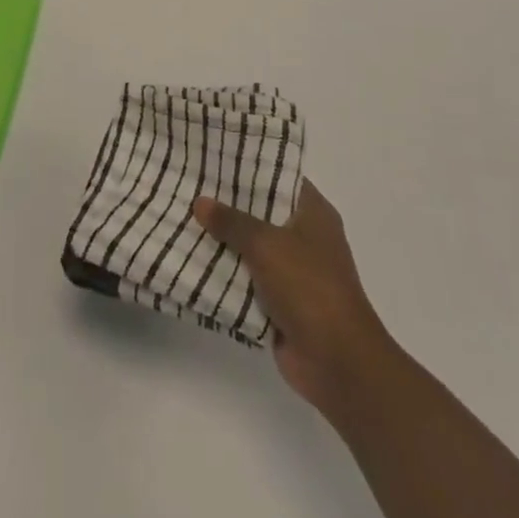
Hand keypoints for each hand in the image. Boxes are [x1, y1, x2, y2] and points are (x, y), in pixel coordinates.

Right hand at [194, 180, 389, 421]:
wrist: (337, 362)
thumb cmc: (309, 287)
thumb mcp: (266, 244)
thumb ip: (231, 221)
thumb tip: (200, 202)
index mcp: (313, 213)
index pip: (278, 176)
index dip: (249, 165)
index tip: (214, 155)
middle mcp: (305, 237)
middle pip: (260, 211)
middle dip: (227, 203)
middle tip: (188, 184)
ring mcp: (292, 271)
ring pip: (250, 246)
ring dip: (222, 240)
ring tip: (181, 217)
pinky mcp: (280, 302)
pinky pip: (246, 279)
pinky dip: (225, 273)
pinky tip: (191, 258)